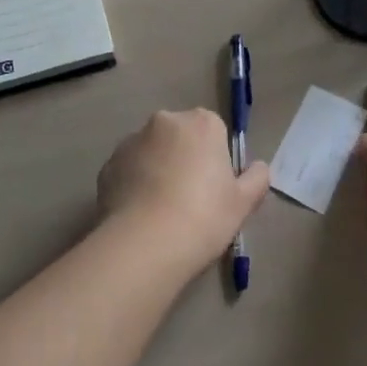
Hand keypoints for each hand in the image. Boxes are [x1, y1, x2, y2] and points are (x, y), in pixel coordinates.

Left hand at [97, 109, 270, 277]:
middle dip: (184, 159)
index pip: (214, 131)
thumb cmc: (204, 217)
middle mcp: (165, 121)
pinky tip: (140, 216)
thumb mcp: (243, 203)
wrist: (146, 244)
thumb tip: (258, 167)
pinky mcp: (108, 164)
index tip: (215, 188)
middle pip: (180, 137)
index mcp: (202, 123)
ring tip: (161, 212)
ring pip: (151, 152)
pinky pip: (128, 170)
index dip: (215, 158)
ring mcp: (132, 140)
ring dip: (157, 169)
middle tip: (190, 200)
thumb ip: (256, 179)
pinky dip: (134, 184)